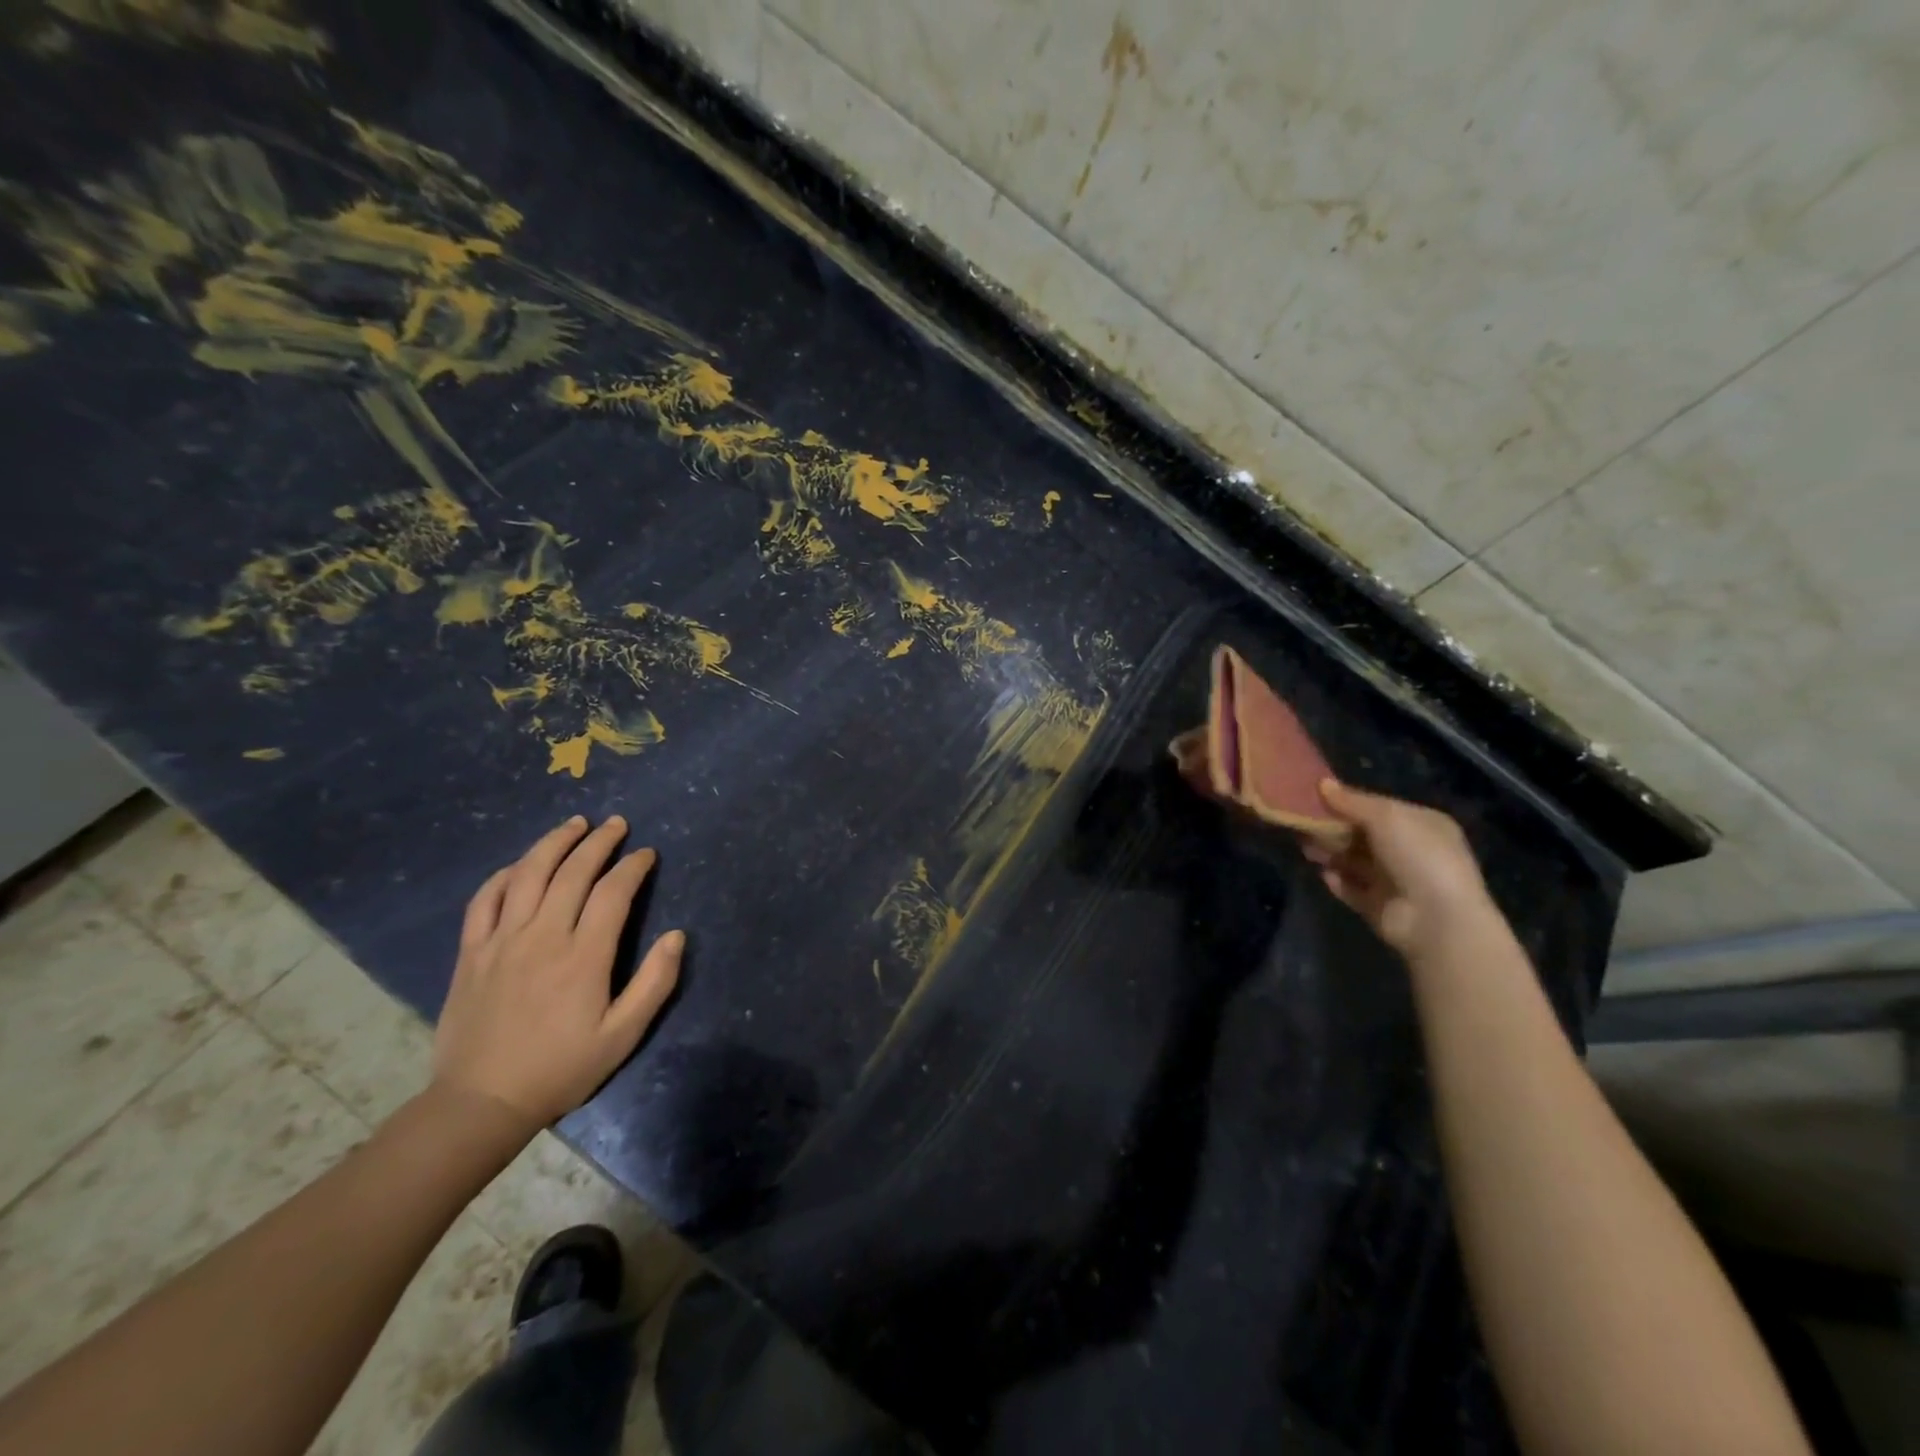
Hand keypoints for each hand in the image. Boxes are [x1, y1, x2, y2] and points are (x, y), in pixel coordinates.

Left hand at [431, 815, 683, 1134]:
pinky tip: (521, 864)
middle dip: (599, 842)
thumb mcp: (623, 1036)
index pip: (613, 892)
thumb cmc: (561, 1068)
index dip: (632, 866)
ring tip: (574, 824)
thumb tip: (677, 935)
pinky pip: (485, 899)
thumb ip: (655, 983)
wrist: (481, 1103)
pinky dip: (505, 874)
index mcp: (583, 956)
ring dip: (553, 843)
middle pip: (572, 872)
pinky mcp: (471, 952)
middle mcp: (542, 937)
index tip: (646, 853)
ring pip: (528, 875)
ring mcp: (501, 941)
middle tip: (616, 824)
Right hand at [1306, 780, 1497, 959]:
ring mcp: (1395, 881)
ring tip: (1305, 848)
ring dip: (1330, 853)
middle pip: (1362, 835)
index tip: (1313, 797)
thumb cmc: (1417, 855)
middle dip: (1332, 829)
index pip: (1378, 808)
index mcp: (1421, 824)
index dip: (1347, 802)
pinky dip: (1336, 881)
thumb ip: (1351, 801)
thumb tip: (1322, 783)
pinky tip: (1322, 873)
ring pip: (1353, 861)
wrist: (1436, 919)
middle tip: (1300, 823)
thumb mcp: (1386, 816)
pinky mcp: (1379, 907)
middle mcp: (1410, 851)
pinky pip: (1351, 889)